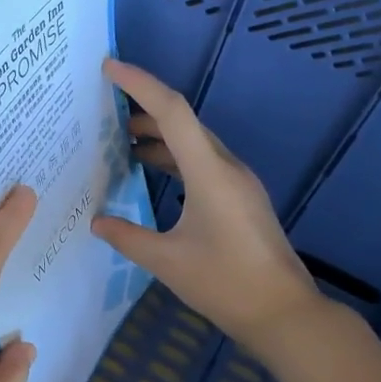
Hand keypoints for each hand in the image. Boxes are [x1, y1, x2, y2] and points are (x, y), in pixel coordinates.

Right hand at [92, 59, 323, 347]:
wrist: (283, 313)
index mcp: (210, 173)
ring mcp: (238, 182)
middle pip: (183, 122)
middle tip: (104, 110)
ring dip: (158, 136)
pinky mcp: (241, 198)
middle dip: (143, 109)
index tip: (109, 68)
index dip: (140, 84)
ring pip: (193, 142)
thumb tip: (97, 221)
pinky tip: (151, 171)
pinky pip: (202, 162)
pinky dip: (173, 158)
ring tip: (120, 142)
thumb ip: (127, 237)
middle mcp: (227, 167)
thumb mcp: (167, 262)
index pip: (172, 112)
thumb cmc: (225, 284)